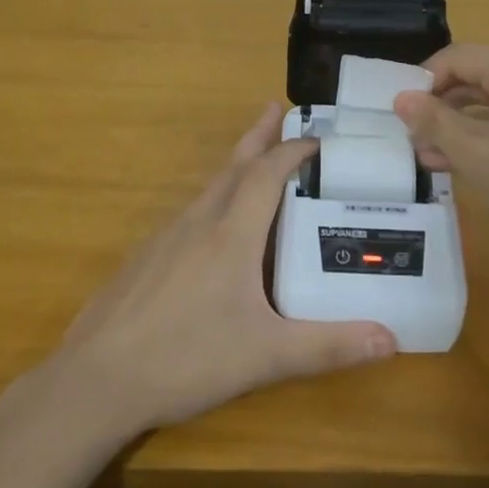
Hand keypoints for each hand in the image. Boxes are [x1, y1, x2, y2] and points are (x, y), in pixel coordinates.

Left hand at [55, 102, 395, 432]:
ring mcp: (166, 237)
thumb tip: (392, 340)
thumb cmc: (186, 358)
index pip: (267, 173)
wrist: (97, 379)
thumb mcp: (266, 357)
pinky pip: (191, 211)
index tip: (321, 138)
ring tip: (257, 159)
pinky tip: (217, 225)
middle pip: (234, 164)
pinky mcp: (147, 257)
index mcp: (231, 234)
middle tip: (279, 108)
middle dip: (260, 136)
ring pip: (209, 186)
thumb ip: (329, 346)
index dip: (295, 150)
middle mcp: (198, 222)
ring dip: (237, 164)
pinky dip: (215, 197)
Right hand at [392, 44, 488, 276]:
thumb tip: (401, 98)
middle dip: (442, 109)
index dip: (421, 85)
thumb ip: (434, 122)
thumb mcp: (478, 157)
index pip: (455, 58)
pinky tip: (473, 163)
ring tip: (436, 160)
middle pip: (477, 76)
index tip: (400, 119)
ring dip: (464, 125)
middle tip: (414, 144)